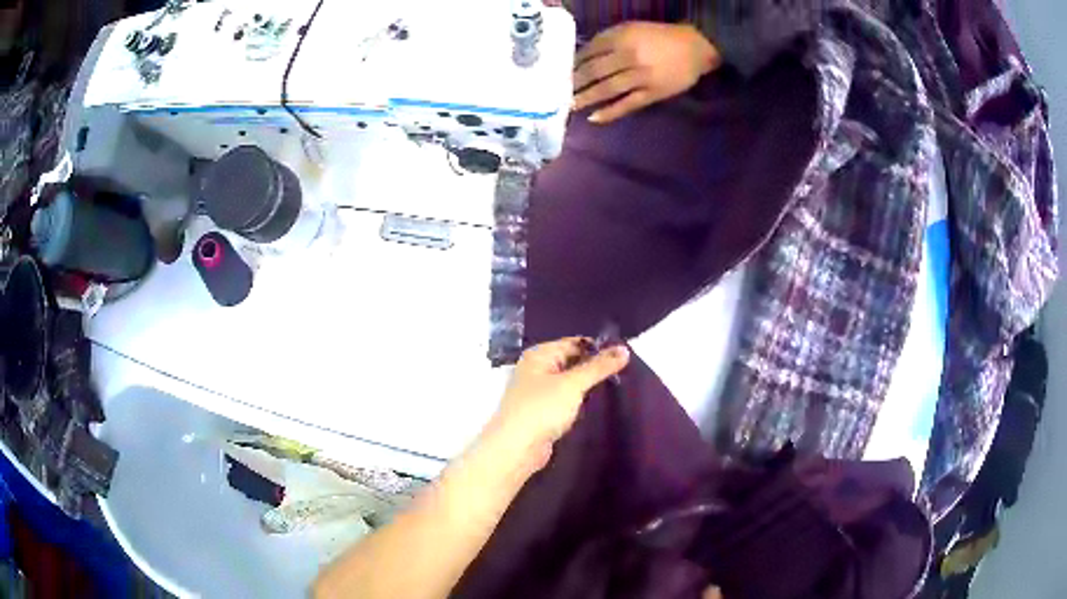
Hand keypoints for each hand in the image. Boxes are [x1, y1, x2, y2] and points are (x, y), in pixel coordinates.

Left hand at [487, 338, 629, 469]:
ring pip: (570, 383)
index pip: (574, 343)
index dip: (598, 348)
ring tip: (618, 387)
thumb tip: (624, 348)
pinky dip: (580, 401)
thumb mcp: (572, 384)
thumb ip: (599, 367)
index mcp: (539, 355)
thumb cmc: (541, 409)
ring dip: (589, 386)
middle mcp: (536, 369)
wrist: (516, 449)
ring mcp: (538, 392)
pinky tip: (599, 406)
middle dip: (595, 367)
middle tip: (626, 372)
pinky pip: (566, 400)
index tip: (625, 356)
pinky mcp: (543, 413)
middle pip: (572, 361)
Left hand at [573, 22, 720, 123]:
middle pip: (595, 71)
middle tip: (557, 92)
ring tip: (570, 106)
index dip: (573, 63)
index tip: (559, 72)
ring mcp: (641, 77)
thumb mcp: (632, 29)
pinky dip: (610, 112)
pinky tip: (594, 118)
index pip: (590, 52)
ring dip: (586, 98)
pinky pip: (627, 104)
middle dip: (575, 82)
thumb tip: (583, 56)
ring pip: (608, 89)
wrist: (695, 48)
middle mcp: (629, 56)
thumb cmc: (659, 36)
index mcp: (622, 38)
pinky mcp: (652, 93)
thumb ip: (609, 40)